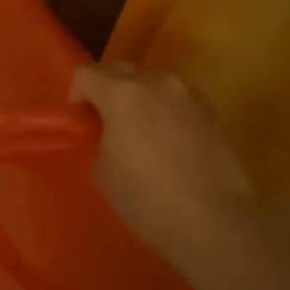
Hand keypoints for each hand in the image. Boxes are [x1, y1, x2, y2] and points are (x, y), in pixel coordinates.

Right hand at [70, 64, 249, 263]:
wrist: (212, 220)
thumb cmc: (147, 198)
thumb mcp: (103, 171)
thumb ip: (99, 139)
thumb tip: (108, 133)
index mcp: (121, 94)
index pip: (86, 73)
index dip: (77, 93)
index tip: (81, 119)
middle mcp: (155, 82)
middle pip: (120, 69)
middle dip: (107, 89)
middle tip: (106, 120)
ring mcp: (188, 94)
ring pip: (153, 80)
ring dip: (140, 96)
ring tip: (141, 128)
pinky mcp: (212, 111)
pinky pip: (178, 98)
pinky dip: (166, 109)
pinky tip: (170, 140)